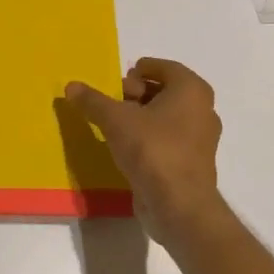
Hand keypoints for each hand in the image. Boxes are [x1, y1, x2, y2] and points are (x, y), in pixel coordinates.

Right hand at [65, 58, 226, 245]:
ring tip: (114, 125)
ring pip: (167, 117)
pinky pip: (169, 140)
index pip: (164, 67)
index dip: (139, 70)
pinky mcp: (193, 163)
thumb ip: (93, 101)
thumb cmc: (153, 150)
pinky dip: (150, 138)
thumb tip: (71, 86)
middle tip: (114, 102)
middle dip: (138, 93)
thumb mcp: (115, 120)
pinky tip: (127, 148)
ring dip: (142, 117)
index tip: (119, 79)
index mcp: (191, 90)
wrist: (180, 206)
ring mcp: (201, 139)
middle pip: (165, 91)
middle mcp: (202, 110)